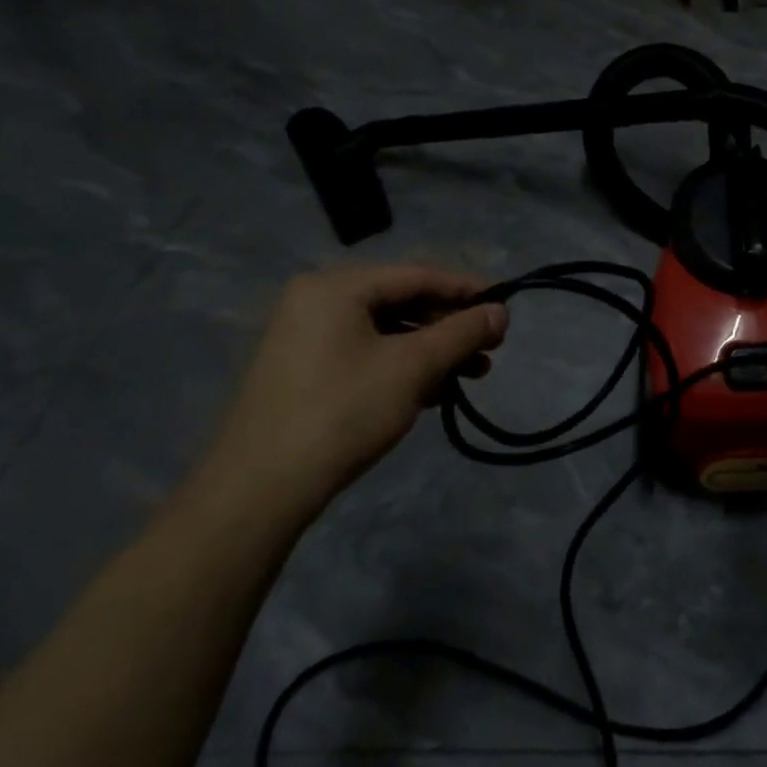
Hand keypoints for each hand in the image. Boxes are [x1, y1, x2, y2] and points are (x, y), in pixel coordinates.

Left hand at [199, 264, 506, 518]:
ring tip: (472, 375)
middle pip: (402, 301)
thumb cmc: (343, 412)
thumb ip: (462, 332)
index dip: (467, 290)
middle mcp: (317, 301)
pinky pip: (367, 353)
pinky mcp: (304, 371)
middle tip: (491, 348)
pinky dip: (403, 366)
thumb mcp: (414, 367)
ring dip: (433, 350)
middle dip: (451, 326)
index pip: (418, 275)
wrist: (260, 491)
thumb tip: (502, 311)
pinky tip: (434, 390)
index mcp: (336, 287)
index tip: (506, 307)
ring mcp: (306, 337)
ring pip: (387, 331)